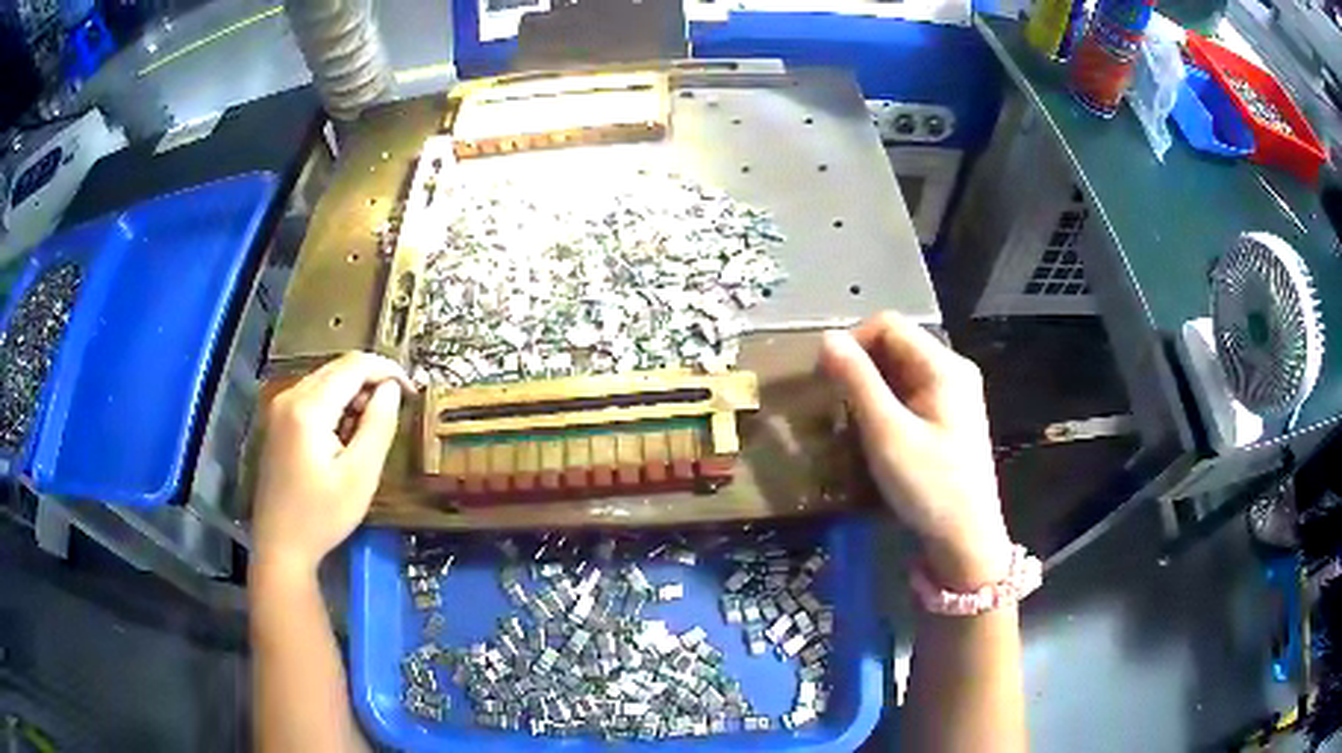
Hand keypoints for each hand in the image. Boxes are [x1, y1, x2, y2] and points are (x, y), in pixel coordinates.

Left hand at [252, 352, 413, 576]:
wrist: (280, 545)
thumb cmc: (322, 516)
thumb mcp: (360, 476)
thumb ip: (378, 426)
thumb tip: (391, 389)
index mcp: (308, 408)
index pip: (354, 365)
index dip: (387, 370)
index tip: (411, 392)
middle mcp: (290, 396)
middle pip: (338, 368)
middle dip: (370, 381)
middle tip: (393, 413)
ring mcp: (280, 407)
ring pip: (326, 379)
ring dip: (353, 393)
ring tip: (368, 430)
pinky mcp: (277, 420)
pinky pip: (313, 395)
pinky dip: (335, 404)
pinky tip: (343, 435)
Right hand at [820, 313, 1010, 588]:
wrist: (966, 540)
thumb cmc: (929, 486)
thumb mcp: (887, 433)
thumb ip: (857, 381)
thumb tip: (827, 337)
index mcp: (944, 366)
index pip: (889, 325)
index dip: (853, 342)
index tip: (826, 379)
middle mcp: (953, 371)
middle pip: (896, 346)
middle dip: (860, 366)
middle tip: (834, 403)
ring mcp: (954, 396)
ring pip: (900, 371)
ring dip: (870, 387)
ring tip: (848, 419)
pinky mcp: (949, 419)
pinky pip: (910, 395)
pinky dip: (885, 404)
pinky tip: (873, 432)